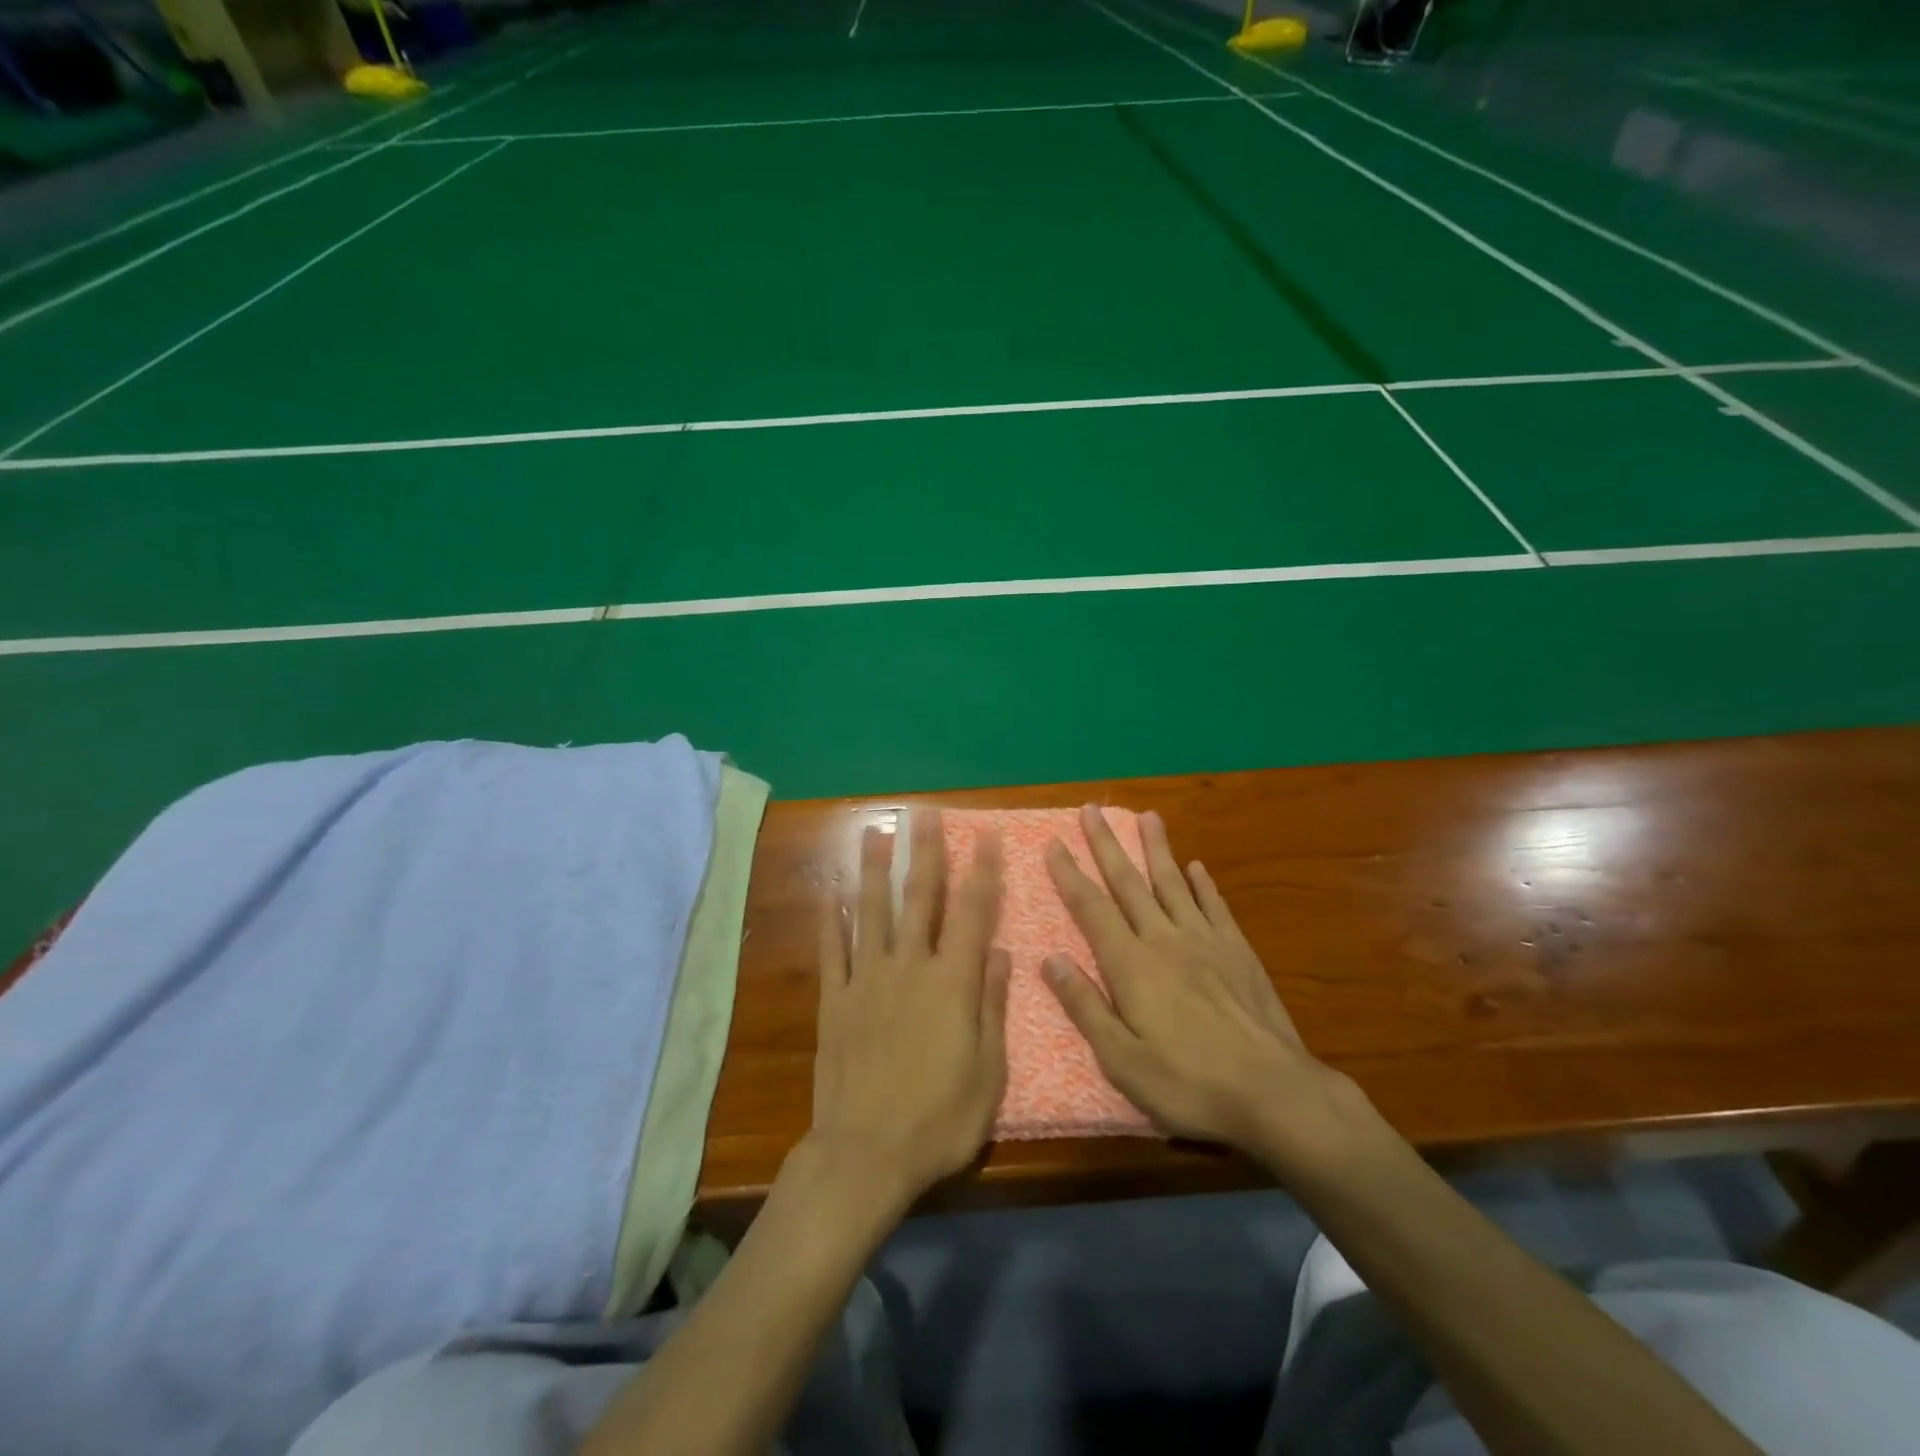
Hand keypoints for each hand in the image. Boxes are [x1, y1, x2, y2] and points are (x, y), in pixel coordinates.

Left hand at [810, 810, 1009, 1209]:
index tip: (983, 836)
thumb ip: (991, 1005)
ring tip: (874, 833)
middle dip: (923, 852)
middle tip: (923, 814)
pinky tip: (830, 894)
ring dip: (874, 870)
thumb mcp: (988, 1071)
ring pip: (871, 912)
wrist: (865, 1154)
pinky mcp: (834, 1001)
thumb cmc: (939, 1118)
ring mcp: (866, 980)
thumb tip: (997, 952)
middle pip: (918, 898)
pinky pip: (832, 951)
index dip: (980, 872)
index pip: (971, 914)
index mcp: (951, 982)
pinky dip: (831, 920)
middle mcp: (908, 967)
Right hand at [1042, 805, 1373, 1169]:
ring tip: (1147, 817)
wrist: (1274, 1092)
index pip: (1091, 908)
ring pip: (1173, 882)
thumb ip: (1085, 1006)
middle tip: (1092, 809)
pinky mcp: (1238, 951)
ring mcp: (1205, 941)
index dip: (1070, 874)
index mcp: (1131, 964)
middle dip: (1107, 844)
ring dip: (1156, 848)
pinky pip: (1215, 906)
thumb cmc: (1189, 1083)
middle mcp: (1164, 939)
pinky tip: (1197, 867)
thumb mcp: (1122, 1061)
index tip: (1054, 843)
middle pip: (1128, 882)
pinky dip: (1203, 883)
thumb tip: (1050, 959)